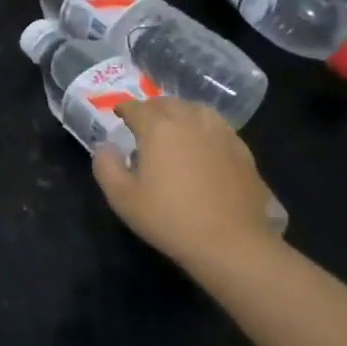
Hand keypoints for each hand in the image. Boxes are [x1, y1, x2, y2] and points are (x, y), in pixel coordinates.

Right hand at [92, 97, 280, 279]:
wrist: (231, 242)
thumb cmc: (170, 219)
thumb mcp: (122, 198)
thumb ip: (106, 166)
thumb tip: (105, 147)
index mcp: (158, 128)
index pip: (136, 107)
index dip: (124, 108)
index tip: (118, 114)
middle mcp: (189, 121)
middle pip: (167, 103)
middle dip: (151, 108)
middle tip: (143, 123)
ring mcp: (220, 133)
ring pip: (196, 109)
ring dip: (180, 113)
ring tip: (174, 128)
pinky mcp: (242, 149)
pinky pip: (218, 126)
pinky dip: (204, 127)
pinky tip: (203, 145)